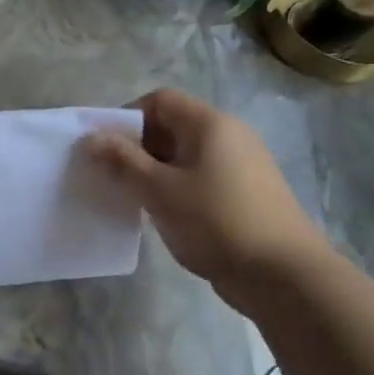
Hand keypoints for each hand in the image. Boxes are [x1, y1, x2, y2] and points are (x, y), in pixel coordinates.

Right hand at [85, 90, 330, 304]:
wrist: (282, 274)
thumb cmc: (215, 222)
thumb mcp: (159, 191)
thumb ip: (122, 161)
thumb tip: (90, 138)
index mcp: (210, 124)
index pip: (160, 100)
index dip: (127, 118)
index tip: (106, 151)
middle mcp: (229, 135)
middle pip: (172, 125)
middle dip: (137, 147)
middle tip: (113, 178)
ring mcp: (241, 164)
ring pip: (185, 155)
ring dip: (154, 171)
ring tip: (135, 199)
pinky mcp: (245, 192)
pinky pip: (200, 176)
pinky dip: (176, 187)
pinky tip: (165, 215)